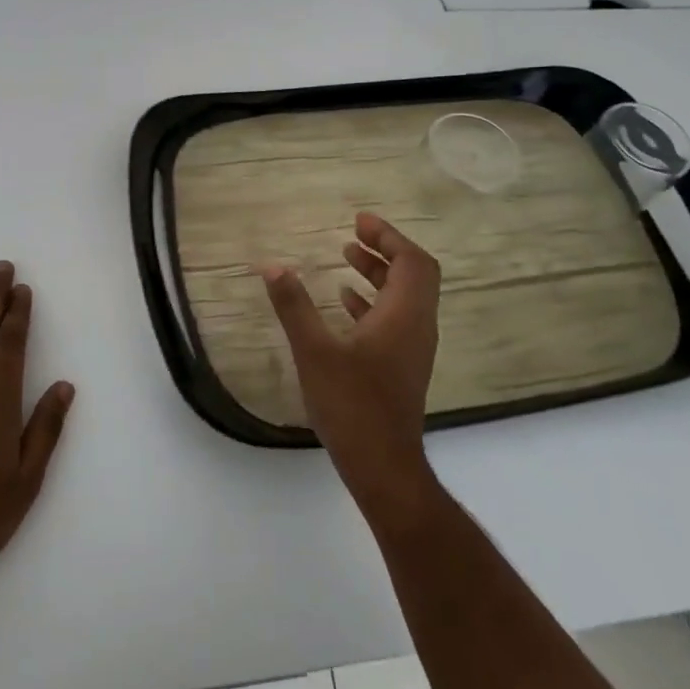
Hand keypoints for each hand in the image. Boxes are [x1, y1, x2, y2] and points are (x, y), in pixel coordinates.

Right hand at [262, 212, 440, 521]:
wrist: (383, 467)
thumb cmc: (352, 406)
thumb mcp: (315, 352)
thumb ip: (294, 306)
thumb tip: (272, 266)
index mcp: (404, 316)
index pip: (412, 261)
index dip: (389, 236)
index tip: (360, 221)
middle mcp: (417, 326)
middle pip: (414, 274)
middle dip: (385, 250)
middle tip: (353, 234)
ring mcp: (412, 349)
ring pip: (404, 297)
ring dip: (379, 274)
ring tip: (346, 258)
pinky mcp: (402, 367)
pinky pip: (395, 319)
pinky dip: (373, 301)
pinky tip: (344, 302)